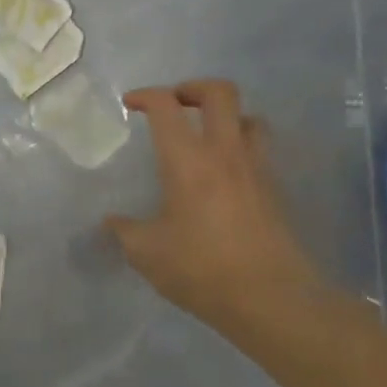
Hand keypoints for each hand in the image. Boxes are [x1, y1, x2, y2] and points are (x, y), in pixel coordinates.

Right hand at [106, 80, 327, 337]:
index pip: (166, 106)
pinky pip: (260, 150)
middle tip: (176, 104)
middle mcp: (225, 152)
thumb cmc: (202, 269)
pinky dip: (242, 147)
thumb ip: (125, 231)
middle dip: (193, 88)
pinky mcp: (275, 190)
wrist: (271, 298)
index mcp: (187, 160)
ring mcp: (256, 168)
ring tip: (207, 135)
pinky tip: (226, 174)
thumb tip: (112, 221)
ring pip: (249, 117)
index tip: (132, 104)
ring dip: (225, 116)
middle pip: (219, 92)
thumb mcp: (147, 253)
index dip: (146, 95)